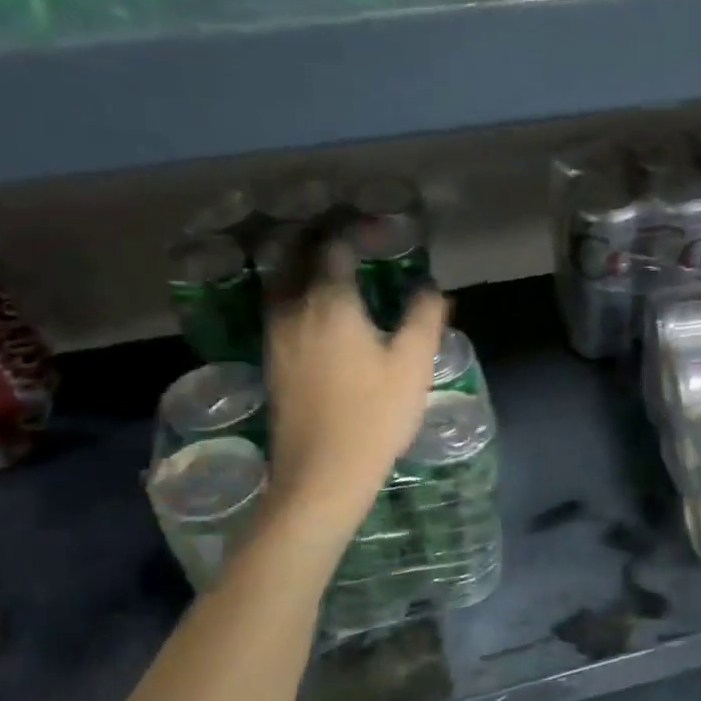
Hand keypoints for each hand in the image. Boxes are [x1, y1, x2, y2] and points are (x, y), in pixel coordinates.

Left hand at [263, 246, 445, 537]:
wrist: (322, 473)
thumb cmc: (374, 416)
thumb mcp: (413, 364)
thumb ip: (424, 316)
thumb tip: (430, 286)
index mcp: (329, 301)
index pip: (333, 245)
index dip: (353, 228)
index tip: (376, 227)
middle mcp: (293, 308)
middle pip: (294, 254)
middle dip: (317, 235)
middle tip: (345, 230)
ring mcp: (275, 334)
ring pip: (280, 280)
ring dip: (300, 260)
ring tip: (329, 260)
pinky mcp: (271, 359)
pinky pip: (278, 306)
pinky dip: (294, 289)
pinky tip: (315, 305)